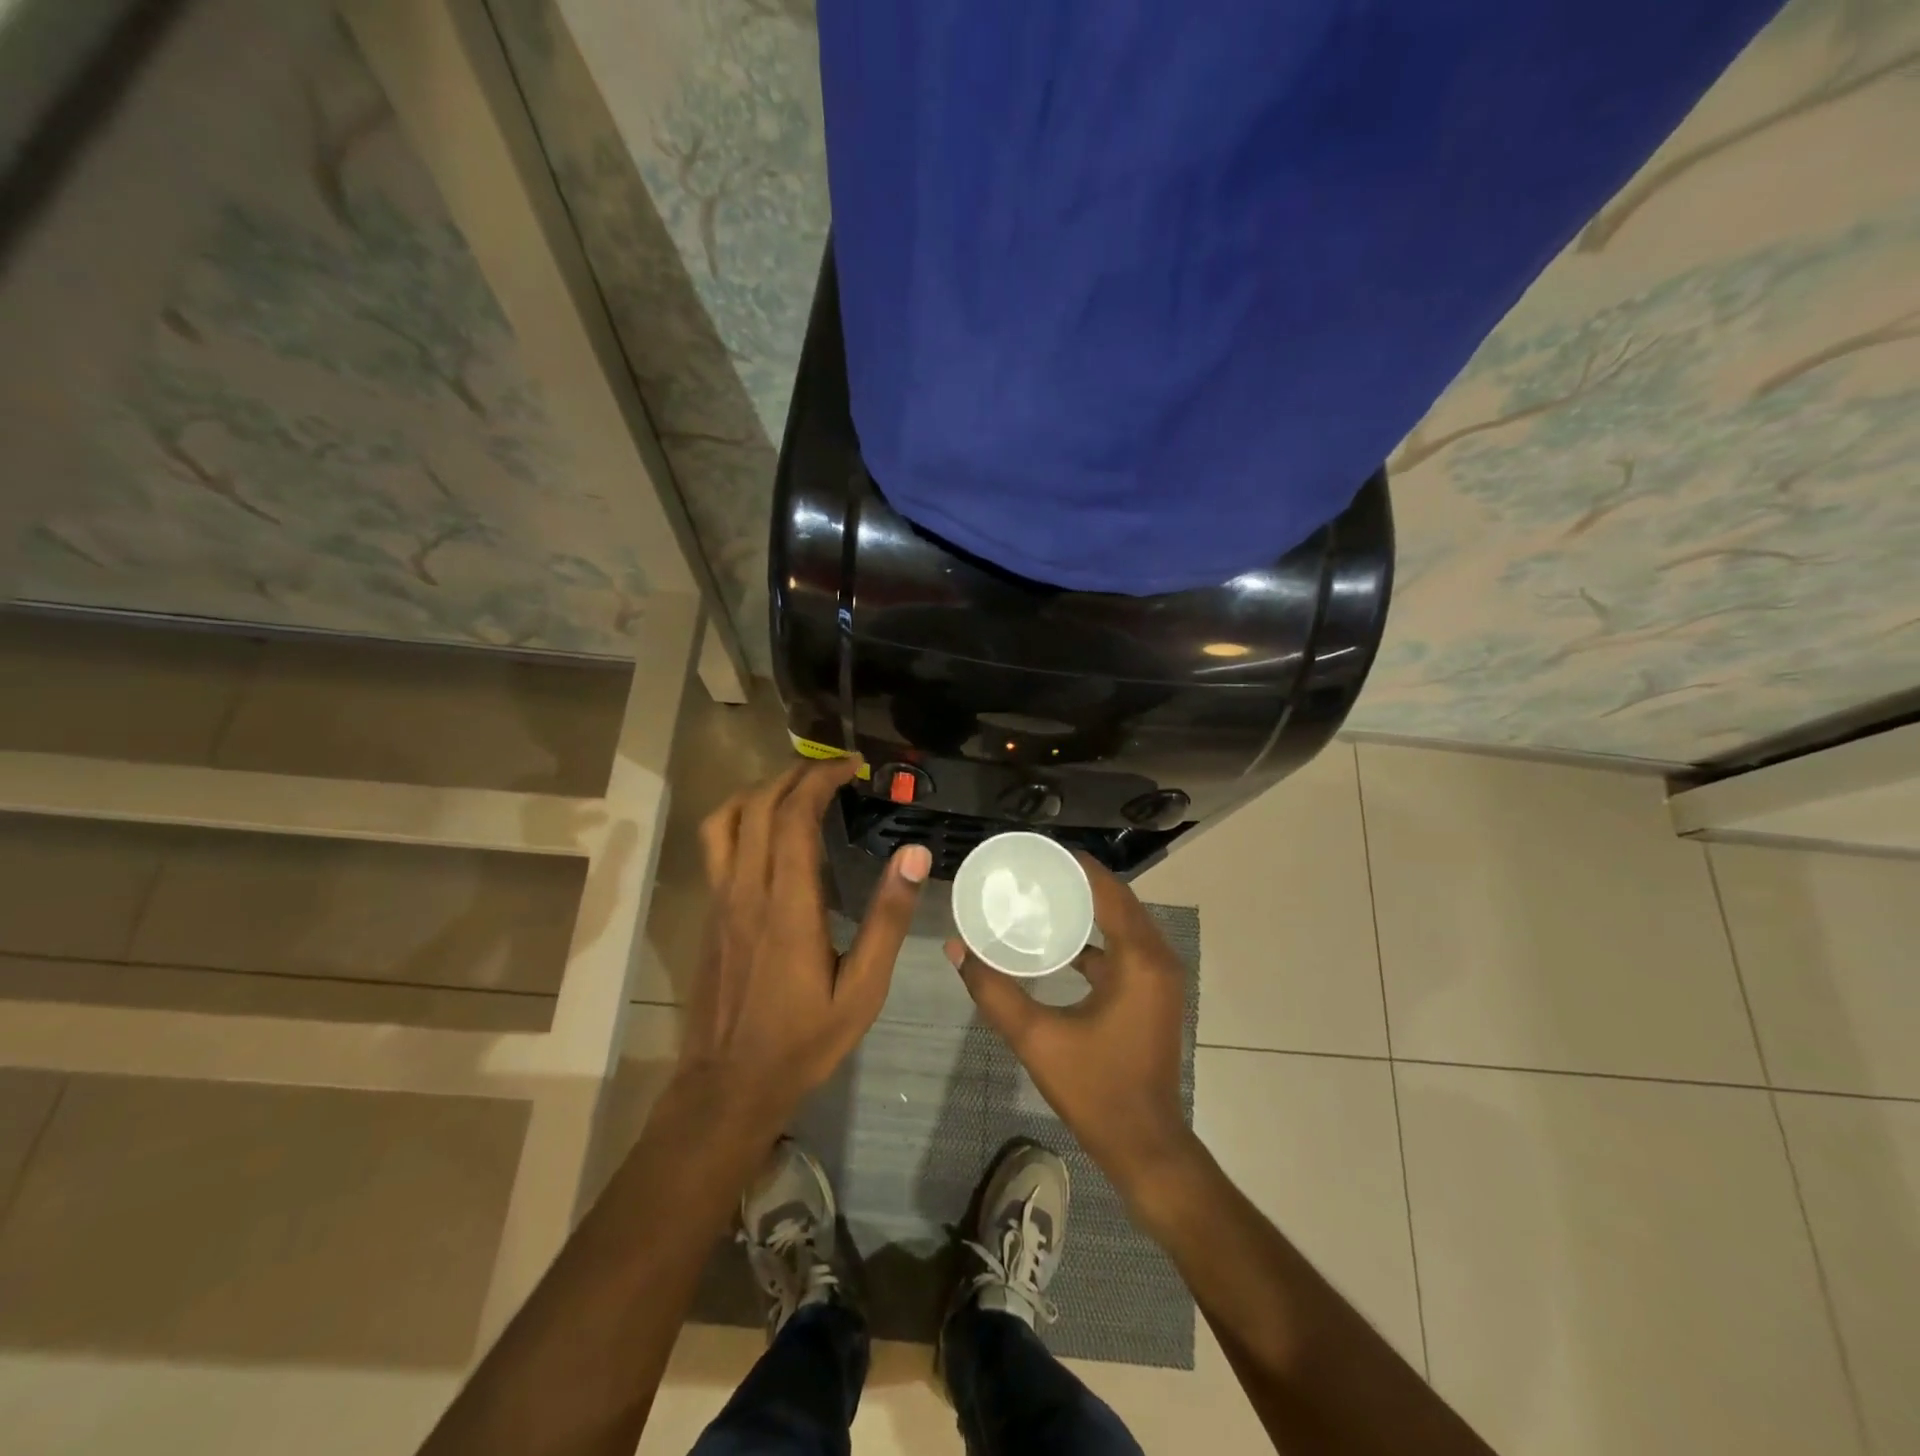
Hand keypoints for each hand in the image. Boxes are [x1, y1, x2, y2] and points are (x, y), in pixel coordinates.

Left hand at [679, 758, 931, 1133]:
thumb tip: (914, 856)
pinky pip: (717, 845)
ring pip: (726, 819)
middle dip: (795, 774)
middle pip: (759, 805)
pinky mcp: (709, 914)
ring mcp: (719, 901)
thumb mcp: (862, 990)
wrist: (727, 1086)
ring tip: (797, 789)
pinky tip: (769, 833)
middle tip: (833, 770)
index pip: (795, 816)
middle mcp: (746, 890)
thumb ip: (887, 919)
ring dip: (761, 790)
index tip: (851, 768)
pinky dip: (742, 817)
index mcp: (787, 905)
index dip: (821, 780)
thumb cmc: (803, 1041)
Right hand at [947, 855, 1195, 1194]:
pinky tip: (1058, 940)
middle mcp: (1157, 957)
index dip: (1073, 865)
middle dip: (1075, 881)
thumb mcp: (1037, 1038)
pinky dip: (1095, 935)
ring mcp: (1159, 976)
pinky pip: (1123, 946)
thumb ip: (994, 991)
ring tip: (1040, 895)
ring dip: (1086, 906)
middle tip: (1029, 872)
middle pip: (1116, 899)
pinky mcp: (1153, 992)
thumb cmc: (1096, 1089)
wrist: (1145, 1145)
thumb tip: (957, 949)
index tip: (1034, 853)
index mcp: (1138, 958)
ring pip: (1121, 922)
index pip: (1107, 889)